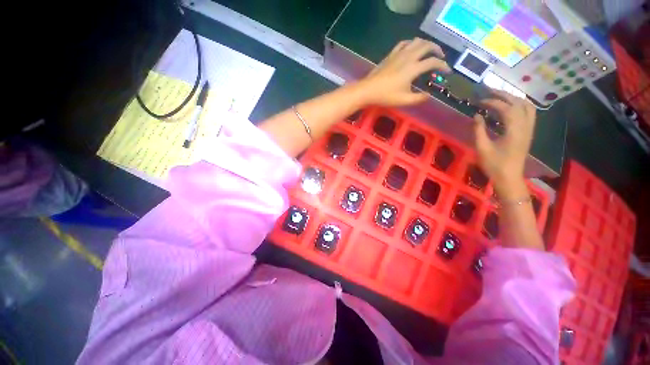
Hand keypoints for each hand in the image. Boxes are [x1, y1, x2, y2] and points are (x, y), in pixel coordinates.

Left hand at [358, 38, 450, 106]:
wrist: (368, 90)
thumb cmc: (386, 96)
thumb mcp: (404, 100)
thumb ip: (418, 98)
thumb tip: (429, 96)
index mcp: (413, 68)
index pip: (433, 62)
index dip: (443, 66)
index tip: (447, 71)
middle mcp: (408, 57)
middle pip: (427, 45)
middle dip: (437, 49)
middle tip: (441, 57)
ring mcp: (398, 54)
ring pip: (416, 41)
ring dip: (426, 44)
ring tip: (428, 51)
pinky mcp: (391, 54)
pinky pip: (404, 43)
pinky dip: (411, 43)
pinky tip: (411, 49)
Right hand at [472, 90, 535, 194]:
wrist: (509, 177)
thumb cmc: (494, 164)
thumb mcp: (482, 148)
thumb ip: (479, 130)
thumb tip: (476, 115)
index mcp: (514, 130)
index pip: (506, 108)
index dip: (492, 102)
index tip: (479, 101)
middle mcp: (525, 126)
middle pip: (518, 103)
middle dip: (503, 95)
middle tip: (488, 91)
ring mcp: (529, 129)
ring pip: (526, 106)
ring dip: (513, 98)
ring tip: (499, 96)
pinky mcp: (528, 132)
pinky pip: (529, 112)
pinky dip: (520, 105)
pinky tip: (510, 106)